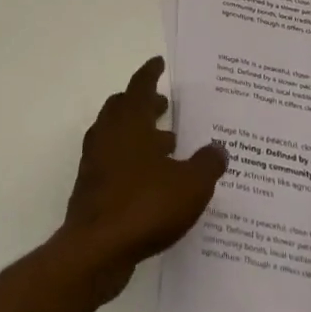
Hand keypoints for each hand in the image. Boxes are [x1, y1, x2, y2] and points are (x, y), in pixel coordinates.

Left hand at [59, 57, 226, 293]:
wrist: (96, 249)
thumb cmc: (145, 205)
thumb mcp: (191, 185)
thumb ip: (207, 164)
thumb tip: (218, 149)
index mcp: (129, 122)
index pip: (140, 86)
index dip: (150, 73)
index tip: (159, 63)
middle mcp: (108, 134)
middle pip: (124, 107)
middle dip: (145, 103)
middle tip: (166, 105)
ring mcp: (96, 161)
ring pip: (118, 135)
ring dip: (140, 133)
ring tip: (168, 144)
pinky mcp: (92, 187)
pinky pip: (114, 161)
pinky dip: (133, 160)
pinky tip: (154, 179)